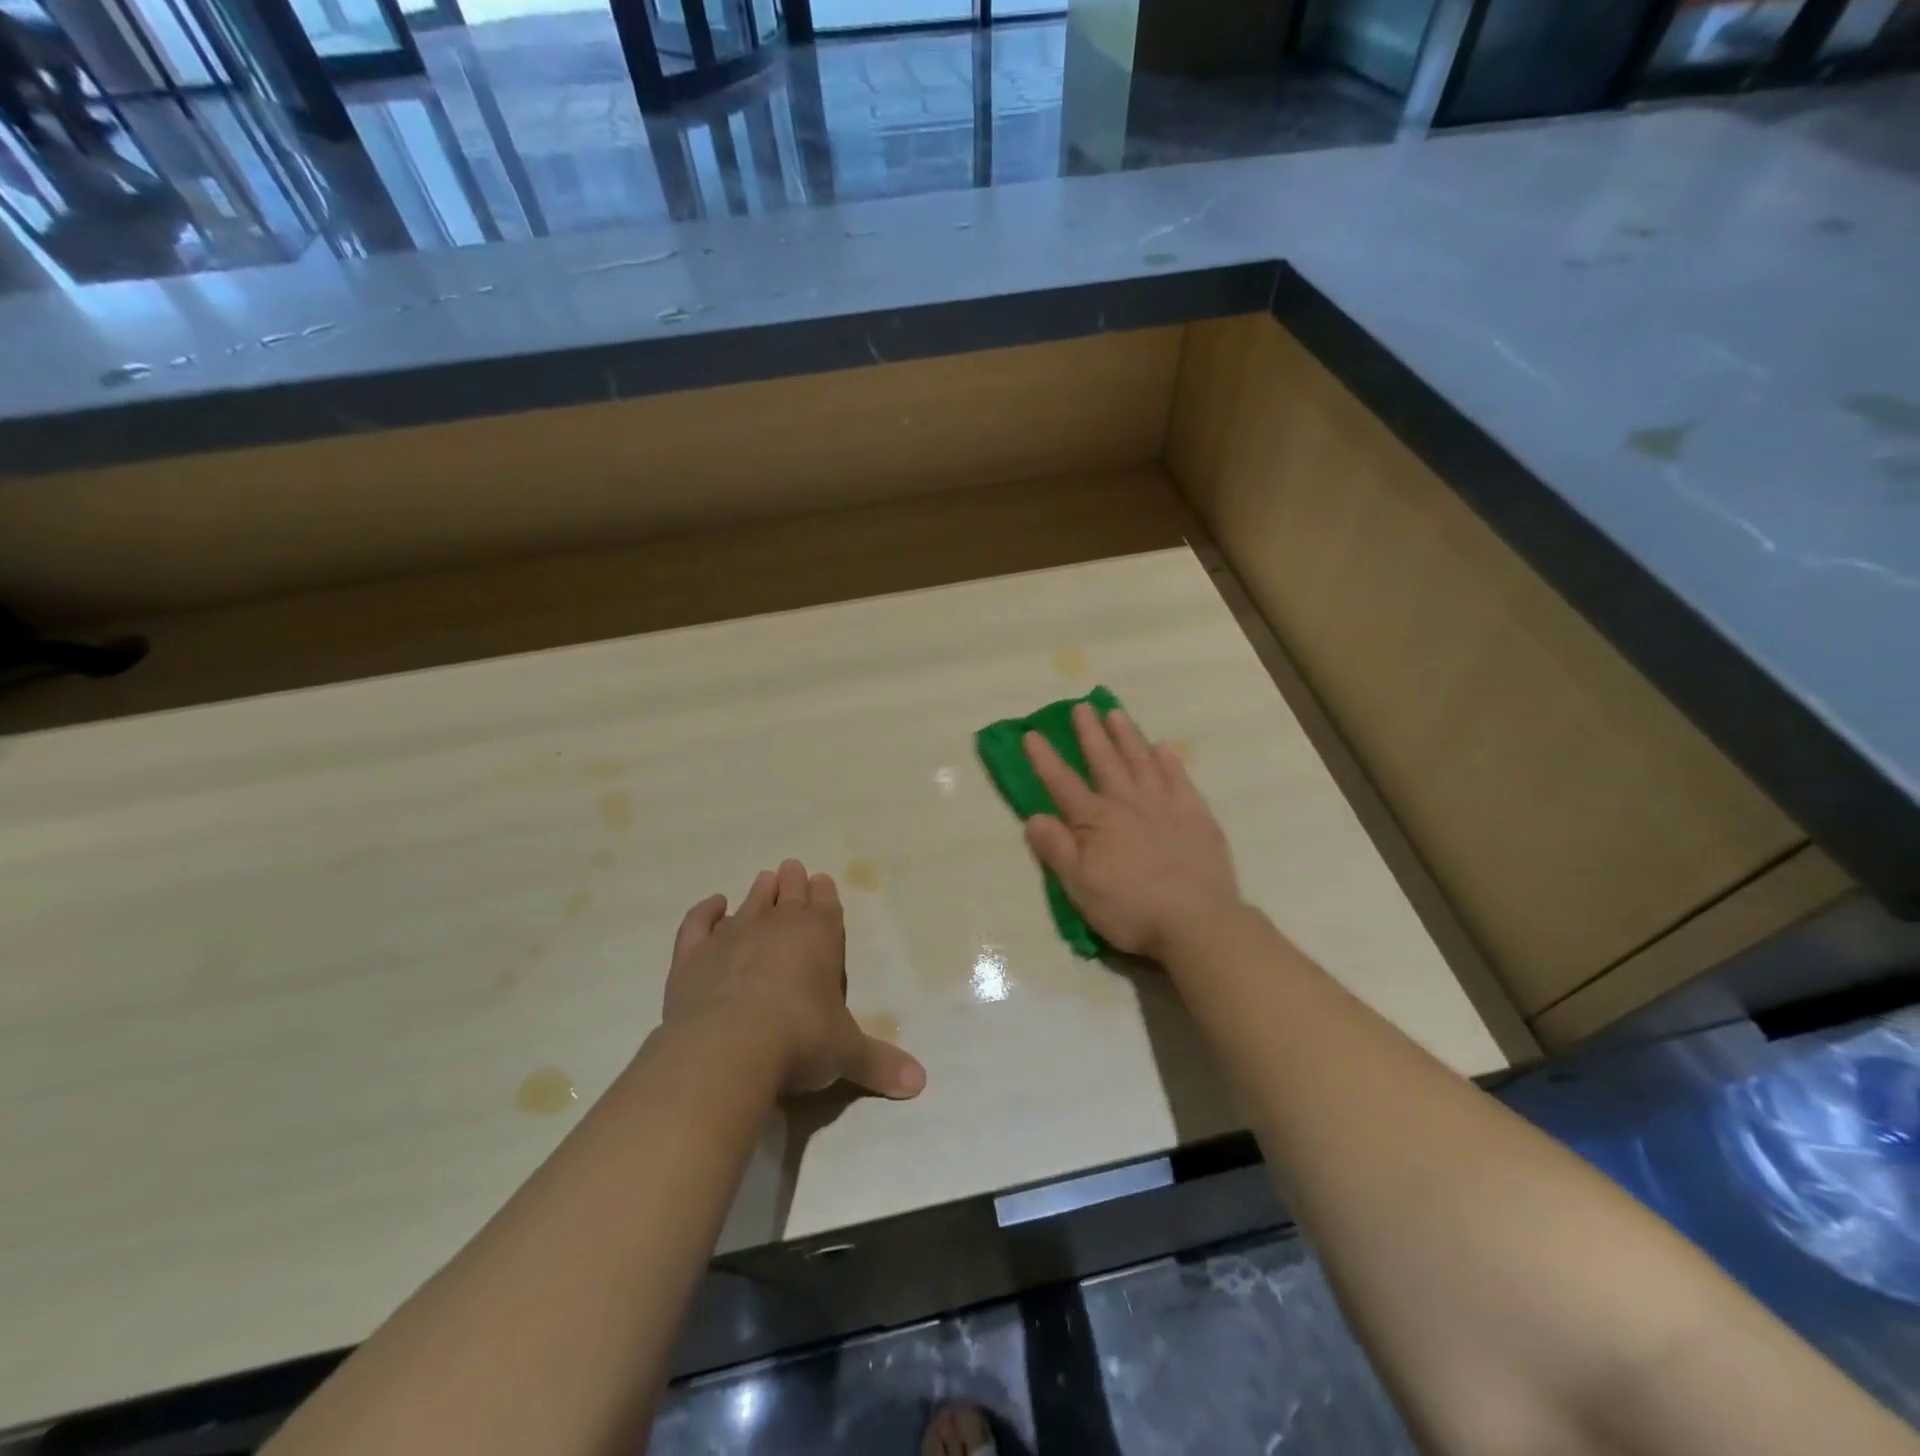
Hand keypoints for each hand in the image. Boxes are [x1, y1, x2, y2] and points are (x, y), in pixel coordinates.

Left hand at [662, 860, 926, 1100]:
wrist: (729, 1049)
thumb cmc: (800, 1042)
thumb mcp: (847, 1054)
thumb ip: (880, 1063)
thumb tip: (920, 1082)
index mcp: (819, 937)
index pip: (826, 907)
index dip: (825, 893)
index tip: (822, 879)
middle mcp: (776, 927)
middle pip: (788, 895)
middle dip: (793, 882)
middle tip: (792, 869)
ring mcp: (731, 937)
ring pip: (749, 904)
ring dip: (759, 891)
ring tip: (764, 880)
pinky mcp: (692, 957)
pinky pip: (698, 924)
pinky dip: (705, 911)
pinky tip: (713, 904)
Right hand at [1022, 704, 1241, 958]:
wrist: (1196, 920)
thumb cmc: (1130, 908)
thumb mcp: (1079, 886)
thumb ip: (1056, 849)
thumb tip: (1033, 817)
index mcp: (1096, 821)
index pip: (1062, 783)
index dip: (1045, 759)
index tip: (1031, 733)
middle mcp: (1128, 803)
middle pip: (1105, 761)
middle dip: (1090, 733)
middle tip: (1082, 707)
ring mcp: (1165, 805)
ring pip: (1142, 761)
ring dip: (1127, 736)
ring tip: (1116, 714)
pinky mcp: (1196, 815)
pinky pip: (1179, 778)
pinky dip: (1169, 761)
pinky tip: (1163, 748)